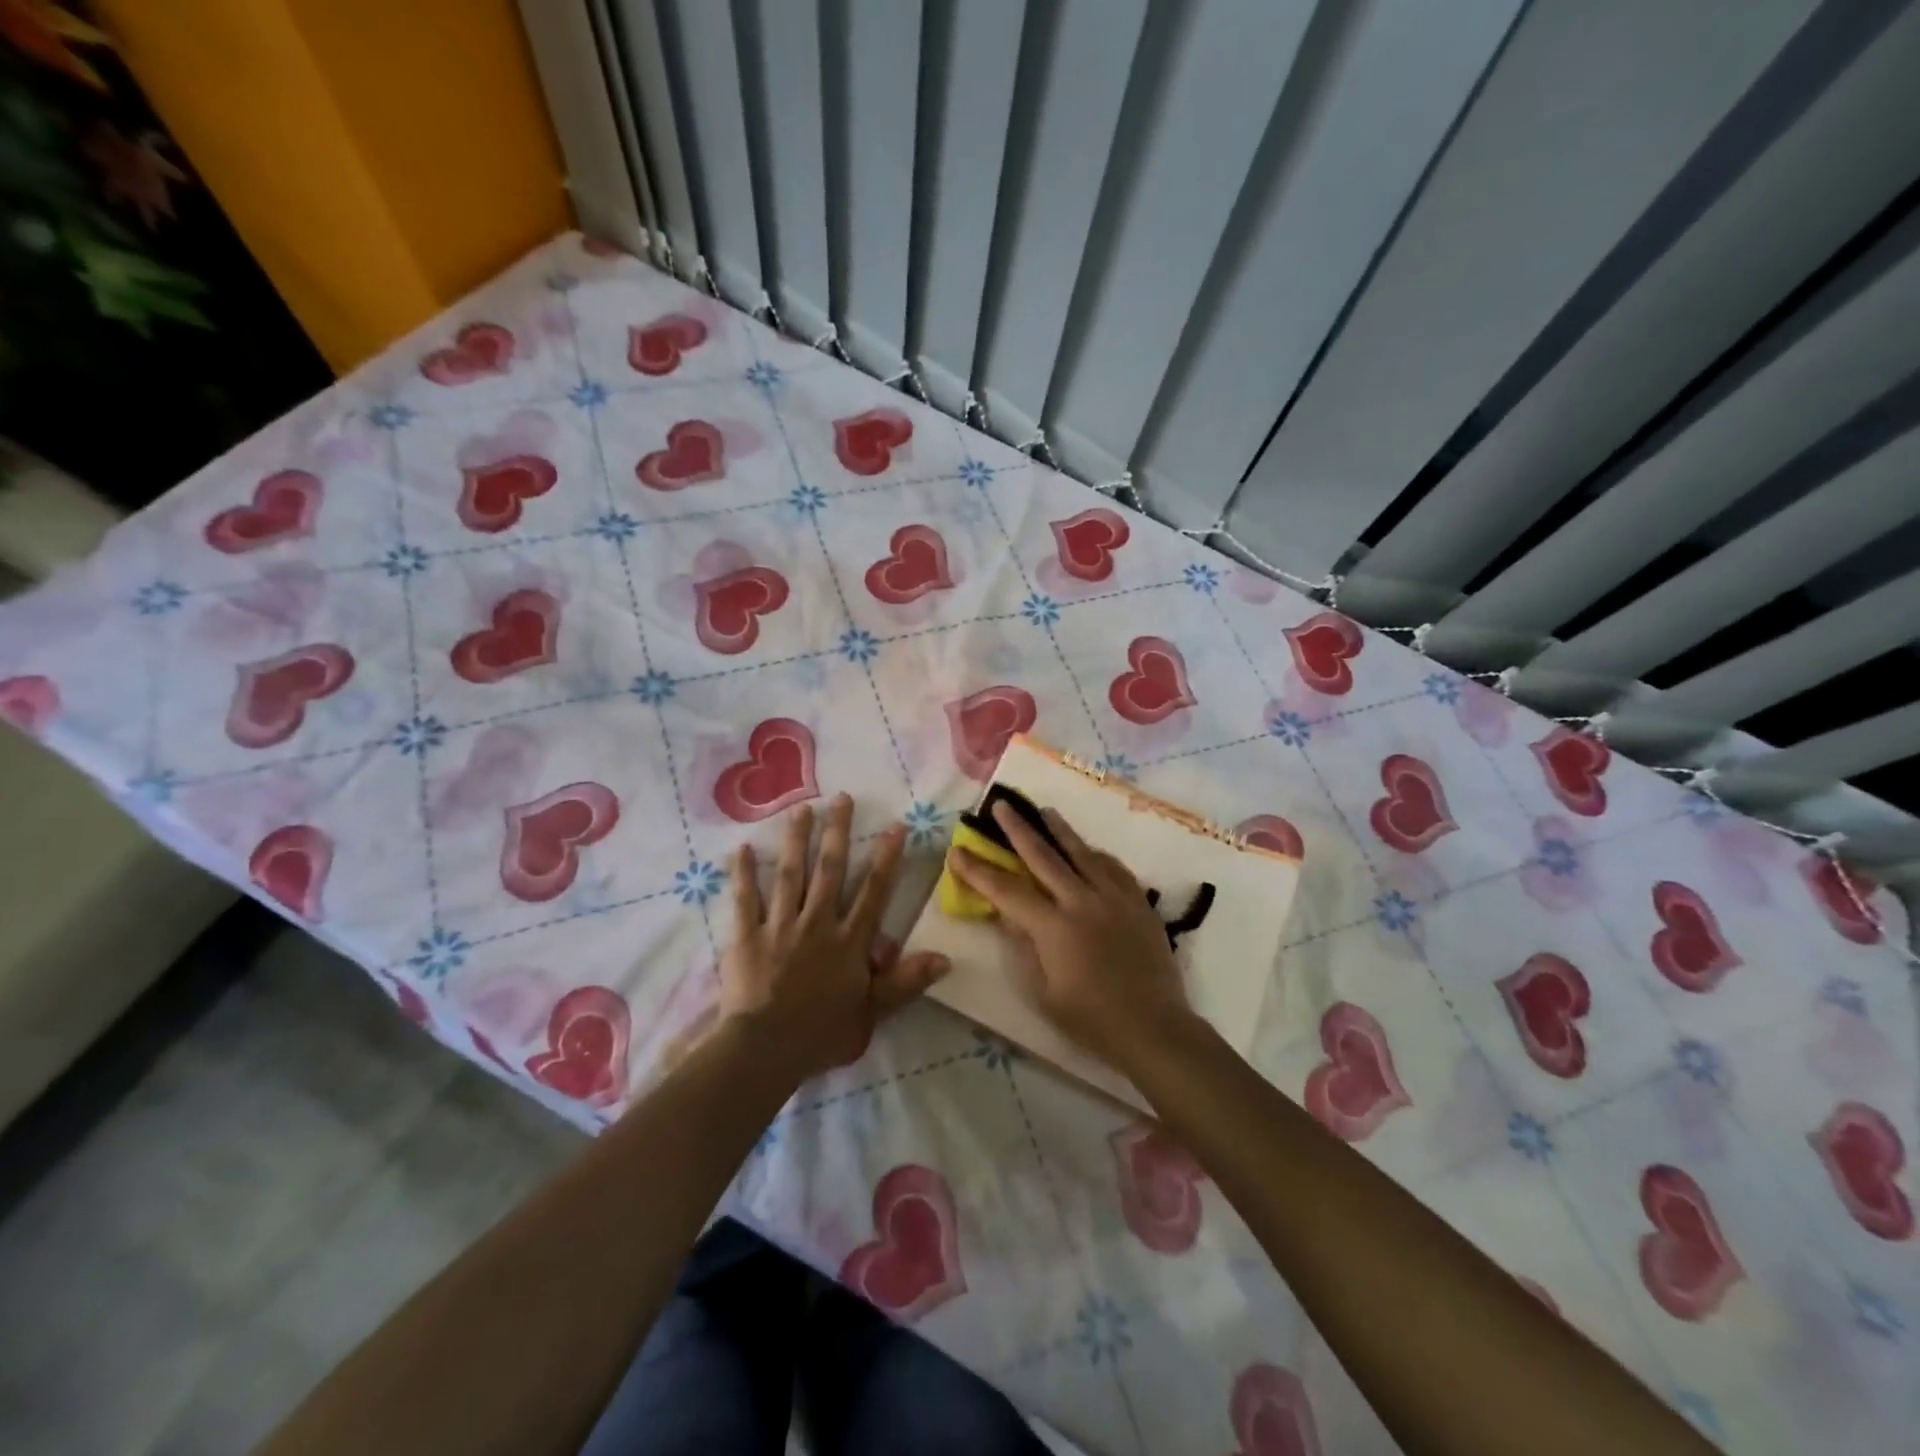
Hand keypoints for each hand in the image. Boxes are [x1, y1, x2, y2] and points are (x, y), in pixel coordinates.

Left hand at [721, 793, 948, 1082]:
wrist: (766, 1049)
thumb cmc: (823, 1033)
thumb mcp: (873, 1012)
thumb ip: (906, 981)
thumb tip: (946, 958)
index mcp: (849, 941)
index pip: (873, 891)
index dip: (886, 858)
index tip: (894, 826)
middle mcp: (817, 923)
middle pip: (830, 870)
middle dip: (837, 832)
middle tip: (841, 798)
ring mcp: (781, 926)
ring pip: (790, 875)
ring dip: (796, 840)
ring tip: (801, 809)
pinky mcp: (748, 936)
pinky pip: (745, 900)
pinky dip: (743, 875)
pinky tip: (740, 849)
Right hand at [950, 802, 1191, 1074]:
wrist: (1155, 1028)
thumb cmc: (1092, 1021)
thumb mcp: (1044, 993)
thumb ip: (1026, 949)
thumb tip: (1011, 916)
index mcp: (1054, 928)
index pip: (1007, 891)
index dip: (979, 871)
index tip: (958, 851)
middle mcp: (1082, 902)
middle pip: (1044, 857)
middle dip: (1018, 829)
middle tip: (1003, 804)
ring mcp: (1114, 899)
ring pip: (1082, 853)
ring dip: (1060, 830)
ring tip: (1045, 811)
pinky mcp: (1139, 904)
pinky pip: (1114, 869)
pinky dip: (1097, 856)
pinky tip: (1090, 851)